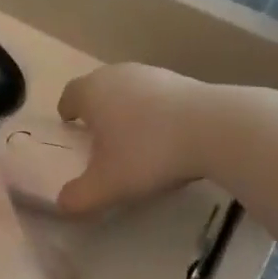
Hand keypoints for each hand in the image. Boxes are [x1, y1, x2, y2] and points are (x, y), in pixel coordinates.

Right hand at [56, 64, 206, 214]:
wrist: (215, 129)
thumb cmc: (148, 152)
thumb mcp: (108, 185)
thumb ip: (79, 197)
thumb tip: (62, 204)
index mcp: (92, 92)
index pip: (70, 94)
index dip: (67, 110)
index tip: (70, 125)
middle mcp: (117, 74)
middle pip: (99, 87)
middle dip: (97, 108)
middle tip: (100, 135)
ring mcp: (152, 74)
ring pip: (129, 89)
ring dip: (127, 108)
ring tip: (135, 136)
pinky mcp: (183, 80)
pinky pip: (157, 95)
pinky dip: (155, 111)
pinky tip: (167, 135)